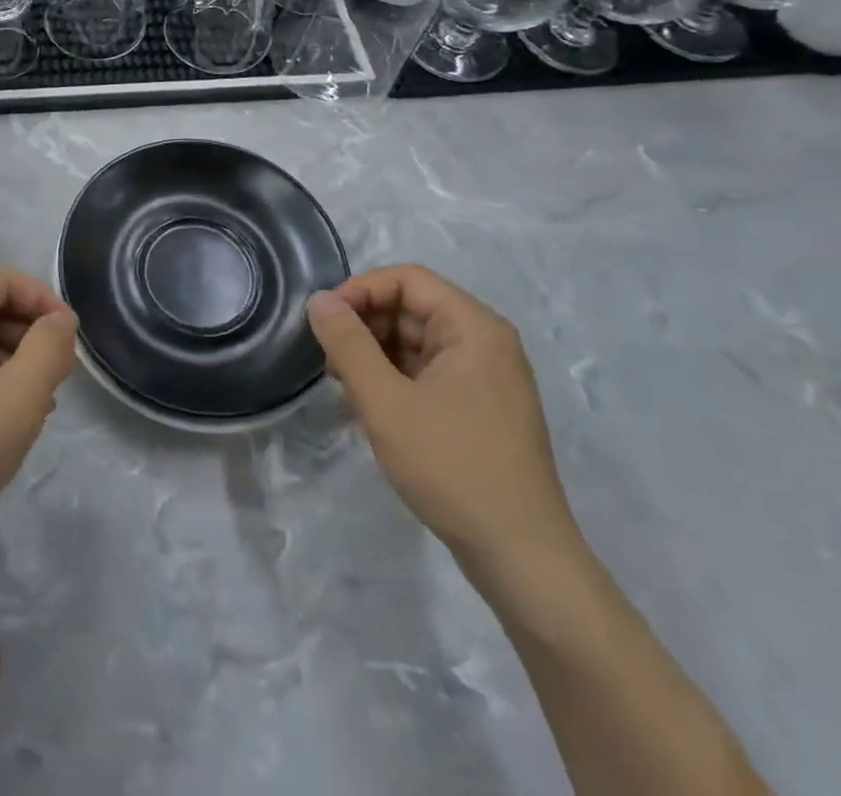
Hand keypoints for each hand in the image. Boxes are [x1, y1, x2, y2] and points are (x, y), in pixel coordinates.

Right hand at [308, 265, 579, 576]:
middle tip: (328, 360)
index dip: (360, 290)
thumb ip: (347, 344)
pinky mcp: (479, 410)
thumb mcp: (385, 402)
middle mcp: (485, 344)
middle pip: (412, 308)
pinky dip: (394, 380)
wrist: (522, 560)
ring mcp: (486, 379)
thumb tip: (319, 300)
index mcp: (474, 329)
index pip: (407, 280)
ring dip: (374, 355)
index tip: (323, 321)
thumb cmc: (452, 467)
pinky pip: (427, 373)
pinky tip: (371, 409)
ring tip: (345, 388)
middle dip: (364, 326)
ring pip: (415, 343)